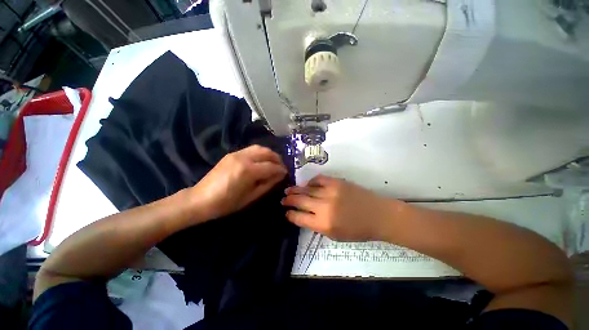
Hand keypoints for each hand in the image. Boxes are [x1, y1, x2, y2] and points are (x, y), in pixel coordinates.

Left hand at [189, 145, 286, 220]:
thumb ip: (268, 184)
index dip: (281, 170)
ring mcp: (236, 153)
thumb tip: (280, 175)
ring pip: (259, 148)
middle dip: (277, 159)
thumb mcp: (251, 197)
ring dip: (269, 154)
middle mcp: (243, 158)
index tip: (286, 173)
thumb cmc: (227, 203)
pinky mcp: (232, 154)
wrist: (200, 199)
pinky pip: (251, 149)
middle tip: (281, 167)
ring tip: (273, 163)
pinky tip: (262, 161)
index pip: (271, 166)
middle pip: (267, 153)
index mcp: (248, 171)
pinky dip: (260, 153)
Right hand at [282, 175, 403, 240]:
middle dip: (289, 200)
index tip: (286, 212)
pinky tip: (308, 184)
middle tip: (283, 199)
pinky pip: (318, 179)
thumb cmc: (357, 230)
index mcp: (324, 224)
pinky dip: (311, 182)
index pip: (299, 217)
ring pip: (307, 189)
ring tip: (288, 190)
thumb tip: (302, 216)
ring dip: (295, 189)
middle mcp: (324, 207)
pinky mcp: (336, 182)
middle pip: (300, 200)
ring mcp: (330, 192)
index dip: (290, 214)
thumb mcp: (335, 235)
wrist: (378, 215)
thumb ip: (317, 225)